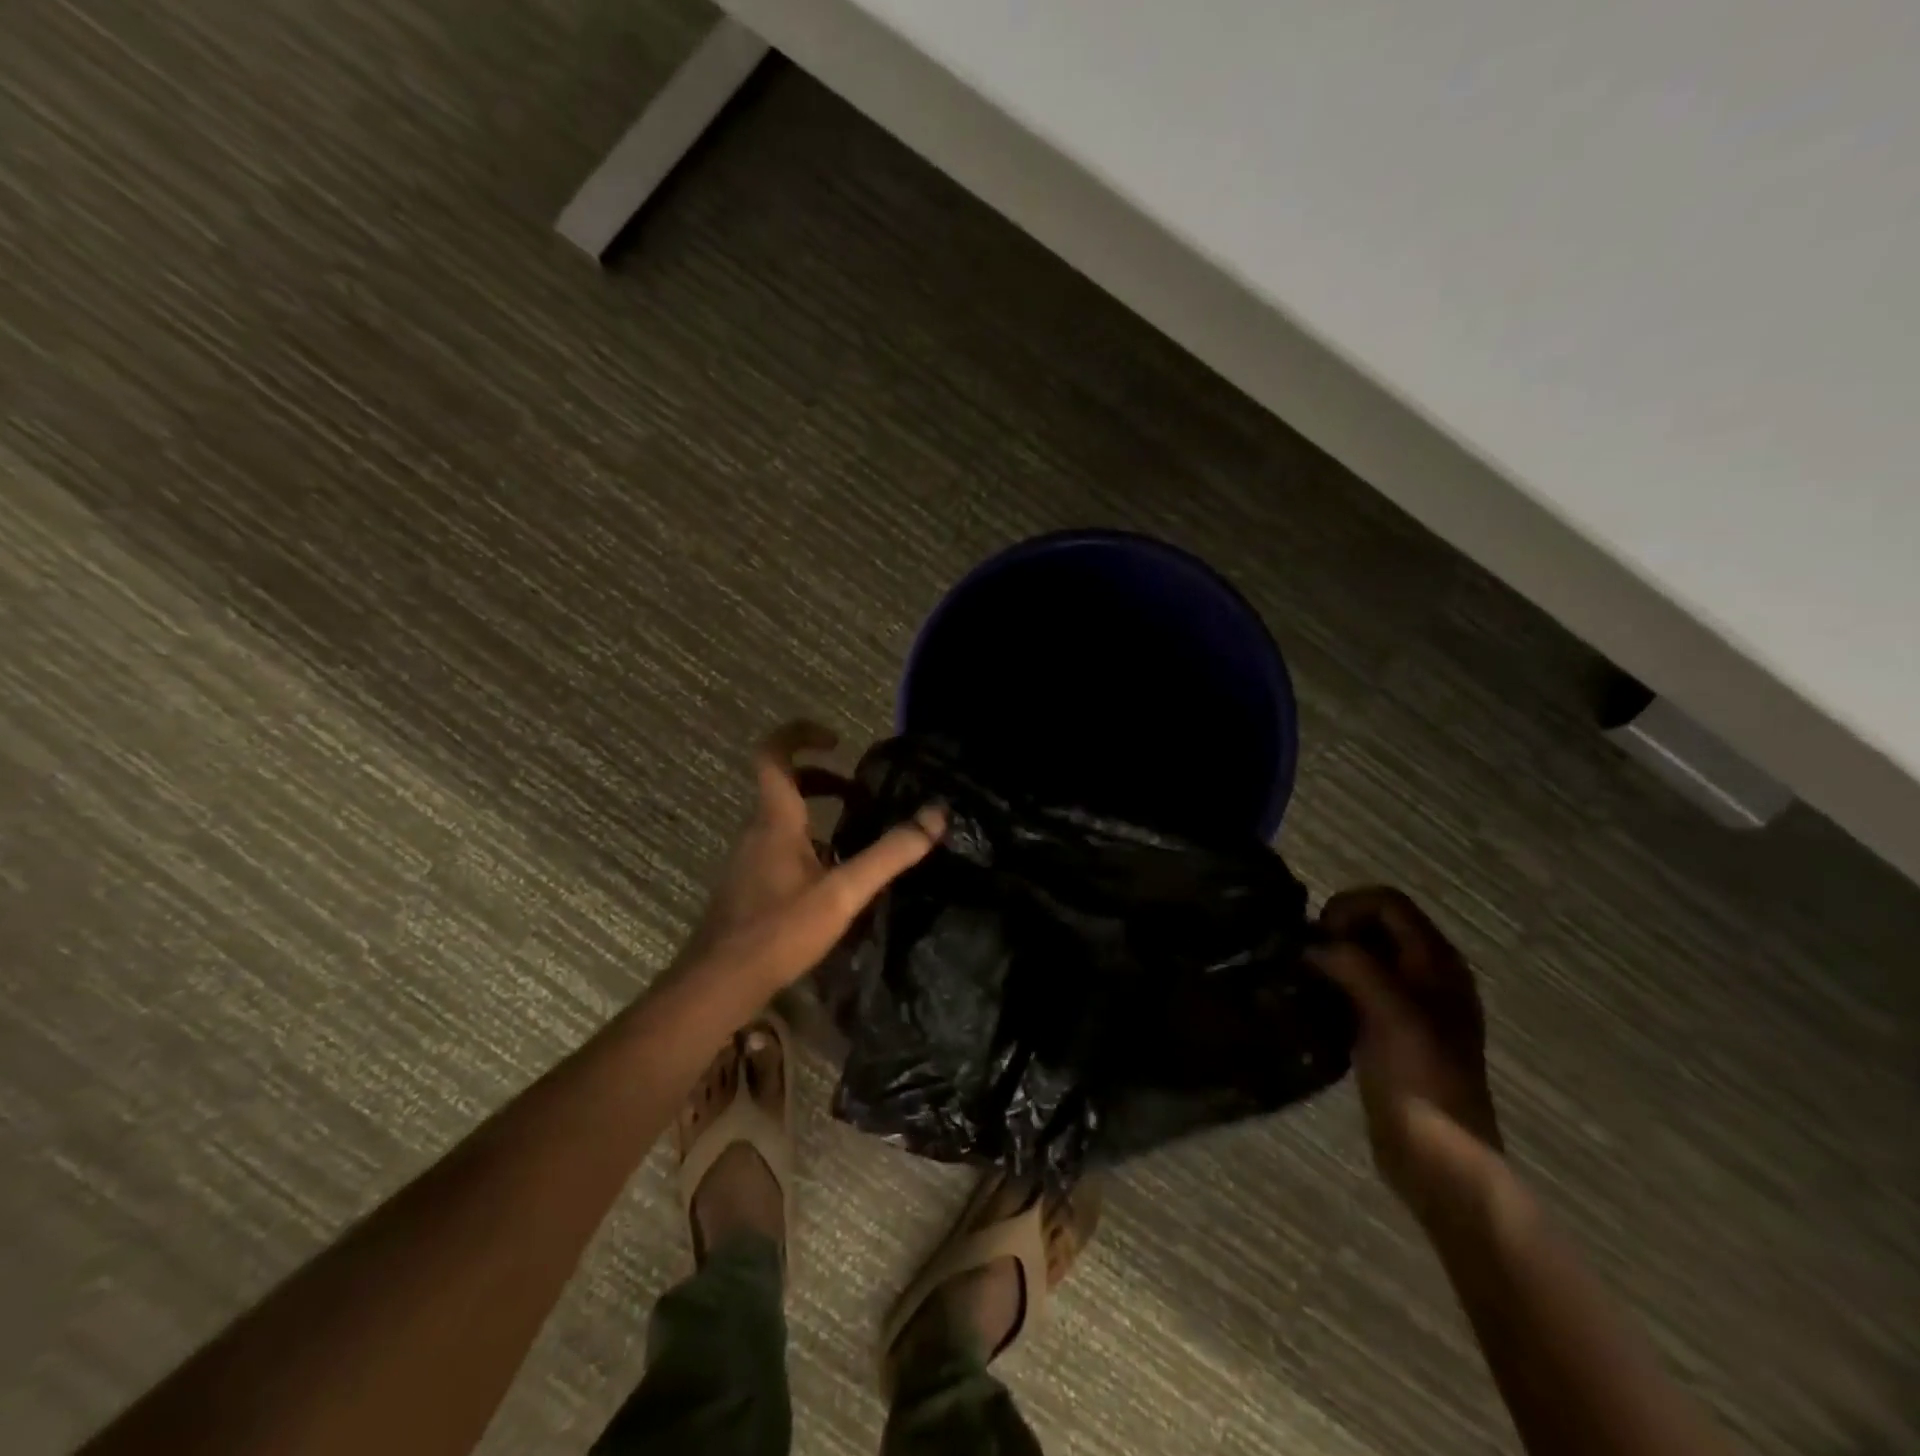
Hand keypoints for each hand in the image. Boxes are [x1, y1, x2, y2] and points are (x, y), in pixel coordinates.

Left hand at [684, 720, 942, 998]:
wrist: (718, 985)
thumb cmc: (778, 931)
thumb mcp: (843, 893)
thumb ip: (890, 854)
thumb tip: (936, 815)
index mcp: (775, 820)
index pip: (773, 754)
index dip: (801, 735)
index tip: (837, 740)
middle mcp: (756, 831)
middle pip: (784, 785)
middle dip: (823, 779)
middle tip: (860, 794)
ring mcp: (748, 859)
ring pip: (783, 819)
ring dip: (818, 814)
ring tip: (857, 835)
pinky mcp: (748, 885)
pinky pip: (779, 846)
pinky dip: (808, 844)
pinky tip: (833, 879)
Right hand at [1309, 887, 1500, 1209]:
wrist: (1438, 1156)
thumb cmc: (1418, 1078)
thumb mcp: (1389, 1012)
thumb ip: (1352, 964)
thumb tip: (1309, 946)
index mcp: (1437, 962)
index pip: (1388, 902)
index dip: (1348, 908)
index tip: (1320, 938)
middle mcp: (1428, 974)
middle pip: (1375, 924)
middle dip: (1336, 931)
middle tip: (1308, 959)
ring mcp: (1411, 1004)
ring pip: (1364, 955)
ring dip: (1332, 958)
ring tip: (1306, 979)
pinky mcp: (1391, 1030)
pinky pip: (1358, 986)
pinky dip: (1335, 984)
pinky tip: (1317, 1005)